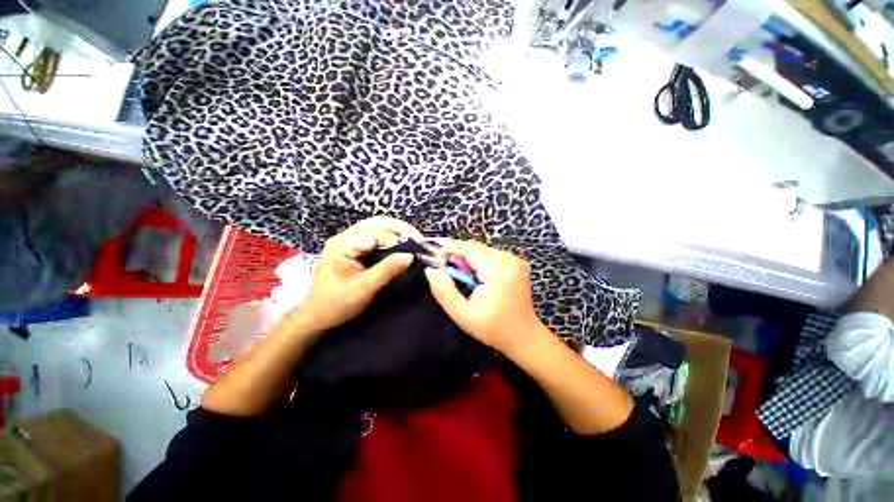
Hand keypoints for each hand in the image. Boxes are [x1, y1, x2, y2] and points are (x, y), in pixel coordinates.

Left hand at [292, 216, 422, 332]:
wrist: (316, 316)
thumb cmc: (336, 305)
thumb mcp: (363, 289)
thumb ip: (387, 270)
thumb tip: (410, 256)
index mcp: (342, 245)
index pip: (376, 233)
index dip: (398, 238)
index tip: (418, 248)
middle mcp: (344, 237)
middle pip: (377, 223)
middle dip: (400, 229)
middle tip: (420, 240)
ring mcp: (347, 240)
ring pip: (377, 226)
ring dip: (397, 232)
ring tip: (414, 241)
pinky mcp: (352, 247)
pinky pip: (375, 236)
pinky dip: (390, 238)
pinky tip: (401, 245)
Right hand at [424, 240, 544, 354]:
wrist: (524, 337)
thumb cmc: (493, 328)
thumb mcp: (463, 314)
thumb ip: (444, 291)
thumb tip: (431, 270)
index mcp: (498, 270)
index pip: (470, 250)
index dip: (451, 247)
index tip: (435, 250)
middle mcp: (509, 260)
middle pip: (477, 248)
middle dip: (459, 254)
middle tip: (444, 265)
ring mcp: (516, 261)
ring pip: (484, 251)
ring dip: (469, 258)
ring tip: (458, 273)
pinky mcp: (517, 265)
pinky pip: (493, 256)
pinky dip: (480, 262)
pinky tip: (474, 275)